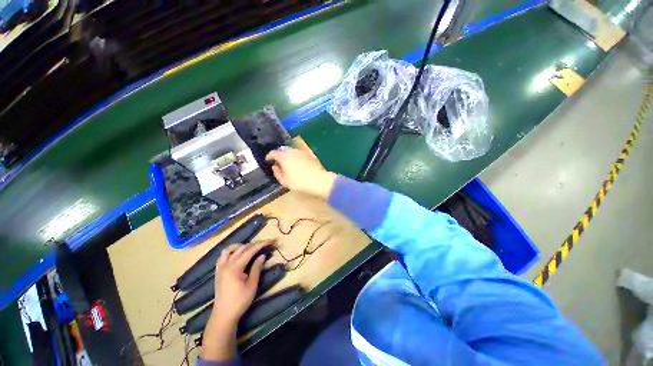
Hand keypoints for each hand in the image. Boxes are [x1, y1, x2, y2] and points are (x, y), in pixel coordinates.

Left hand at [201, 241, 270, 361]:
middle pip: (241, 248)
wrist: (224, 315)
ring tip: (250, 247)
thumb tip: (262, 255)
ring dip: (240, 246)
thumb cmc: (240, 301)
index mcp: (235, 268)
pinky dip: (231, 252)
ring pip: (229, 250)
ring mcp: (220, 268)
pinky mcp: (218, 272)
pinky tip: (237, 254)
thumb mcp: (252, 285)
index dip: (260, 244)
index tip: (270, 241)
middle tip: (264, 244)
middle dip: (254, 244)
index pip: (250, 251)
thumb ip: (256, 268)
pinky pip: (222, 256)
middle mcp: (226, 265)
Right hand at [266, 148, 336, 198]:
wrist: (319, 181)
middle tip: (278, 163)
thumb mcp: (285, 181)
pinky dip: (295, 157)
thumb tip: (275, 166)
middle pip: (282, 150)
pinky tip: (297, 164)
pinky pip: (298, 154)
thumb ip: (277, 173)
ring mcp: (302, 152)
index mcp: (284, 157)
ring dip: (287, 156)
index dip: (269, 156)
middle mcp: (292, 151)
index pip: (273, 153)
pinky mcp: (309, 155)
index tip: (268, 160)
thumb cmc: (300, 183)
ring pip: (291, 151)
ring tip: (287, 164)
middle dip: (279, 155)